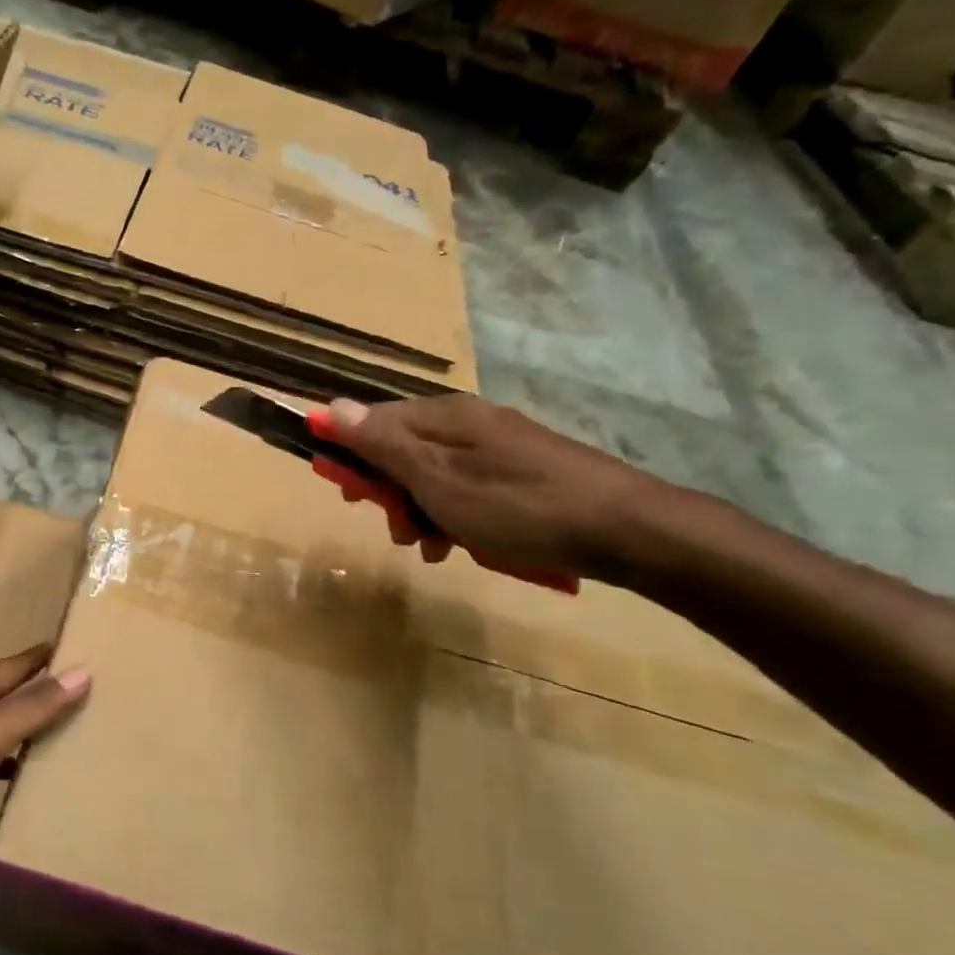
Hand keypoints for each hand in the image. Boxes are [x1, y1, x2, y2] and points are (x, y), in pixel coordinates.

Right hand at [325, 396, 666, 581]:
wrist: (623, 530)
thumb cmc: (516, 506)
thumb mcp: (437, 479)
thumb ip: (383, 444)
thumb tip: (331, 406)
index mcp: (443, 417)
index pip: (373, 420)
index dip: (349, 454)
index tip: (345, 494)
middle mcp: (467, 422)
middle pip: (401, 449)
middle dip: (388, 492)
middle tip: (397, 530)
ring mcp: (497, 447)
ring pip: (432, 475)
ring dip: (419, 512)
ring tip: (430, 547)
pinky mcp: (520, 472)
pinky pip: (465, 489)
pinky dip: (453, 517)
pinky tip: (459, 546)